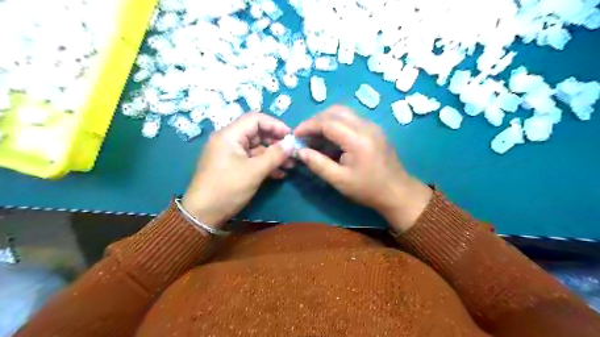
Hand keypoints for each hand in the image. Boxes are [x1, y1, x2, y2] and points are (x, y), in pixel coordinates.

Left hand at [182, 112, 294, 228]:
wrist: (203, 214)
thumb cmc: (228, 188)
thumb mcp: (254, 171)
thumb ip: (275, 155)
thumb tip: (292, 144)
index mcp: (230, 135)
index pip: (256, 119)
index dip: (275, 125)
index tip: (291, 136)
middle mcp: (229, 140)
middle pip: (257, 133)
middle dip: (276, 142)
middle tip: (292, 153)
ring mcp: (230, 154)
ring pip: (256, 148)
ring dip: (273, 155)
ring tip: (290, 165)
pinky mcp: (233, 166)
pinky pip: (252, 160)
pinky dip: (265, 164)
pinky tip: (279, 174)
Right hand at [295, 105, 430, 231]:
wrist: (397, 192)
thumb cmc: (367, 189)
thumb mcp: (339, 180)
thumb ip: (318, 164)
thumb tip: (299, 151)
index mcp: (357, 139)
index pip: (327, 122)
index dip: (308, 126)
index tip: (295, 135)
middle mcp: (366, 126)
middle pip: (335, 111)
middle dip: (316, 120)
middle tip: (304, 135)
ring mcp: (372, 126)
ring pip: (344, 113)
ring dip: (326, 121)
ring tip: (315, 137)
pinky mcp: (374, 130)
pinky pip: (351, 120)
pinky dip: (337, 125)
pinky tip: (330, 140)